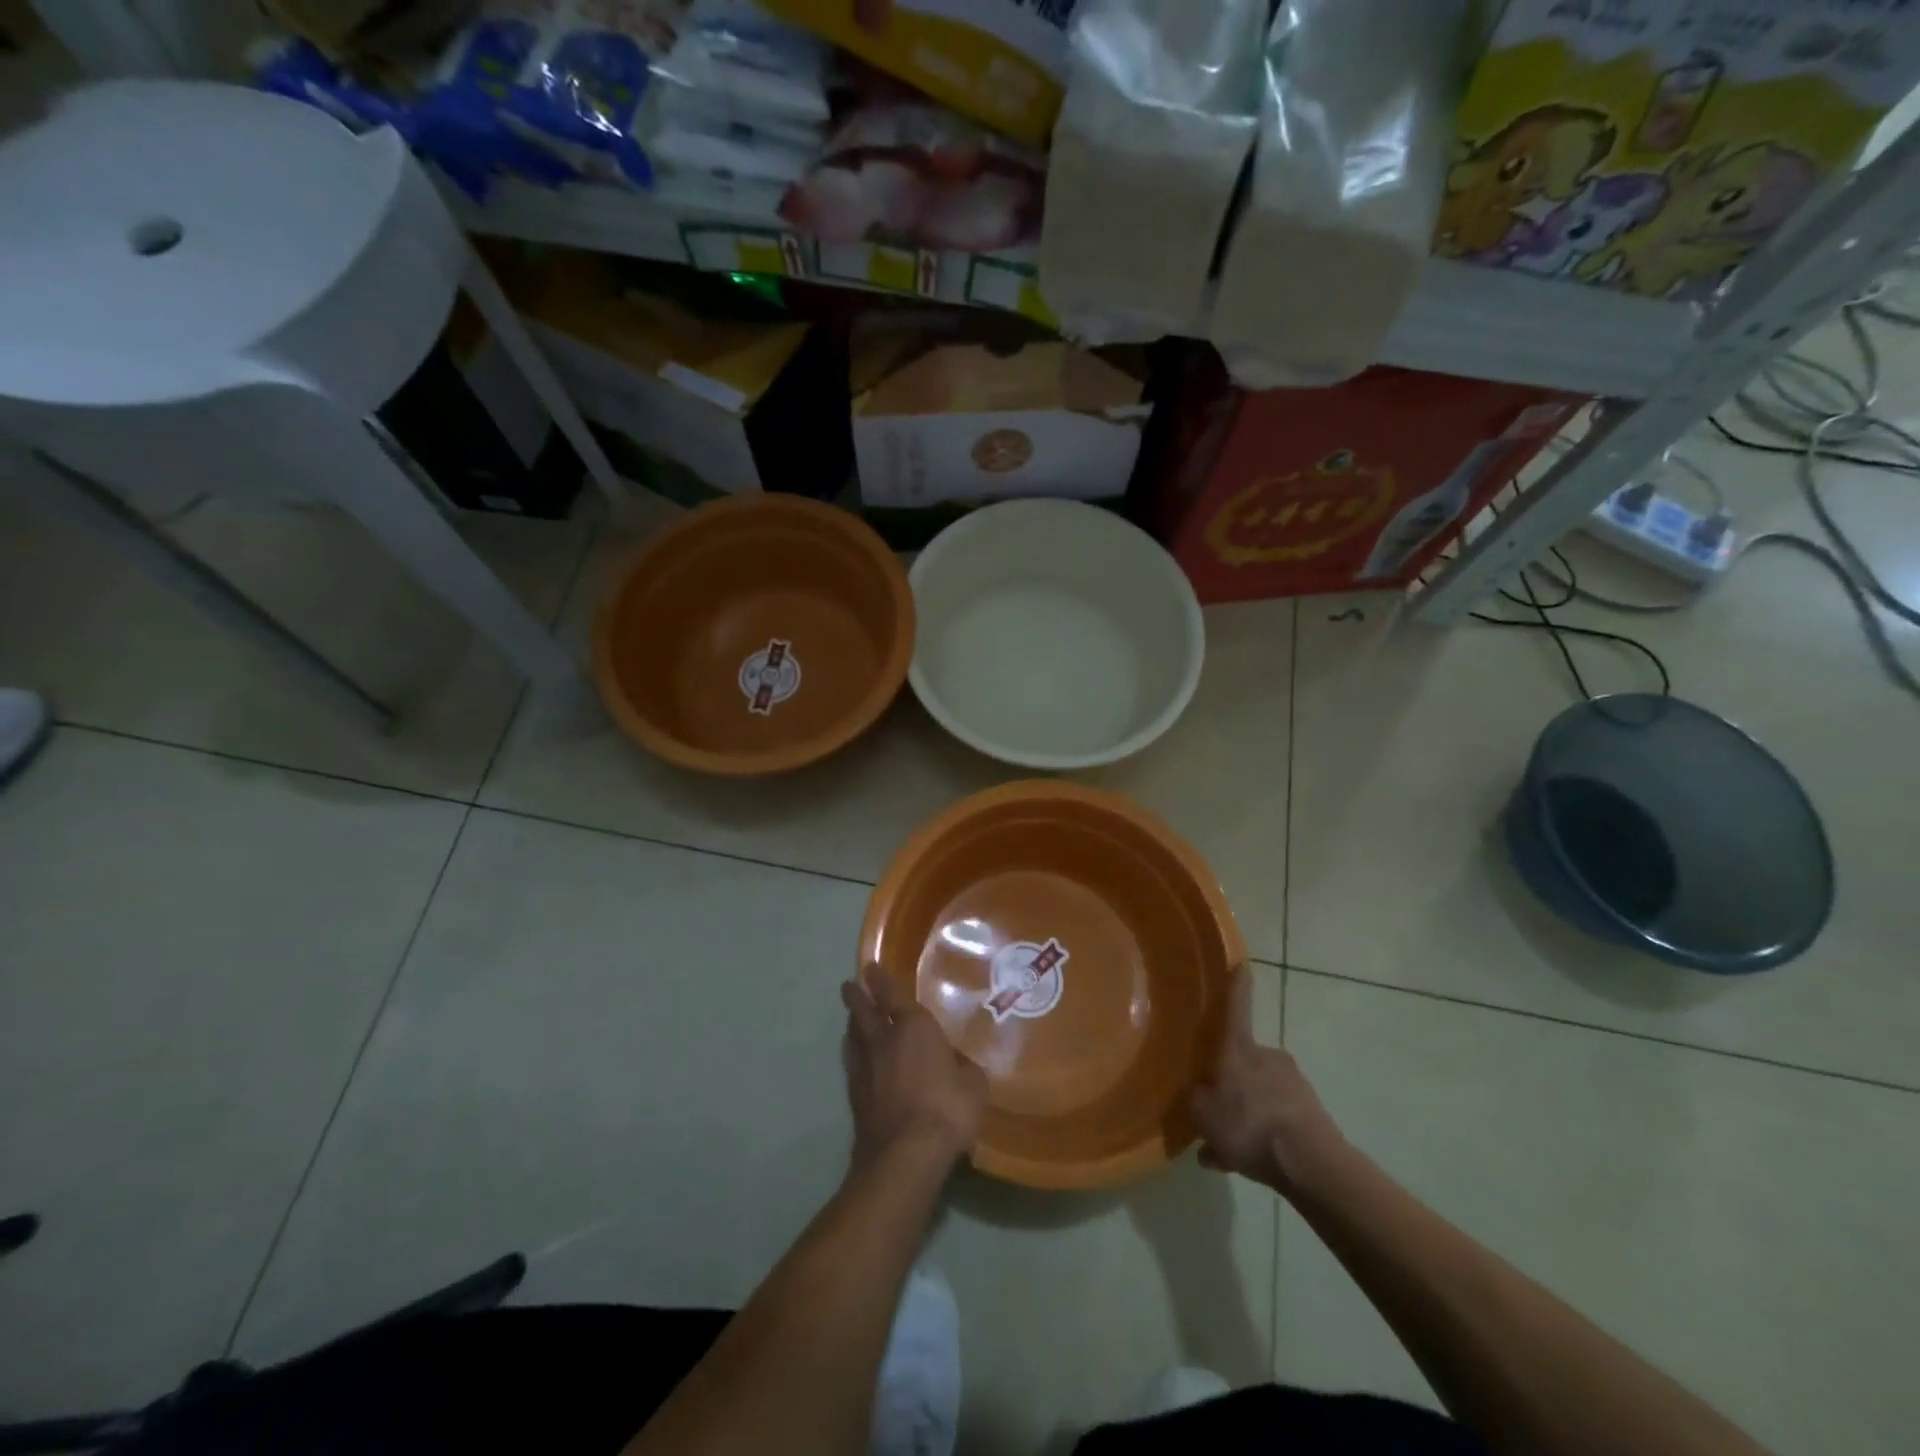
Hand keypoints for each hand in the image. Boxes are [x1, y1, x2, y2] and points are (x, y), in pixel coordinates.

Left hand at [842, 966, 987, 1171]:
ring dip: (852, 1024)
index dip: (881, 979)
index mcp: (914, 1027)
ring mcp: (865, 1068)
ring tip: (852, 1018)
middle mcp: (884, 1039)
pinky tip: (856, 1058)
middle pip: (863, 1011)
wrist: (905, 1153)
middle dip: (857, 996)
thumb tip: (959, 1064)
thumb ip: (965, 1068)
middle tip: (849, 985)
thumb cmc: (947, 1108)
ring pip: (853, 1036)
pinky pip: (852, 1063)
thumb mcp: (974, 1085)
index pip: (893, 994)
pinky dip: (853, 1054)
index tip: (870, 967)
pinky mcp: (855, 1096)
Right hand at [1191, 967, 1345, 1195]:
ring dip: (1245, 1113)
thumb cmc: (1248, 1124)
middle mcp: (1268, 1057)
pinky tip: (1247, 1162)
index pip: (1236, 1008)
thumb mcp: (1203, 1113)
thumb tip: (1197, 1093)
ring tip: (1226, 1147)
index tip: (1241, 964)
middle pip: (1245, 1060)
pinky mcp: (1312, 1112)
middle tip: (1215, 1107)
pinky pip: (1277, 1119)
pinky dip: (1262, 1136)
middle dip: (1231, 1080)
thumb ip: (1196, 1099)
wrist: (1310, 1163)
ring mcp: (1294, 1084)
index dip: (1236, 986)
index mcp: (1239, 1049)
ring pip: (1260, 1093)